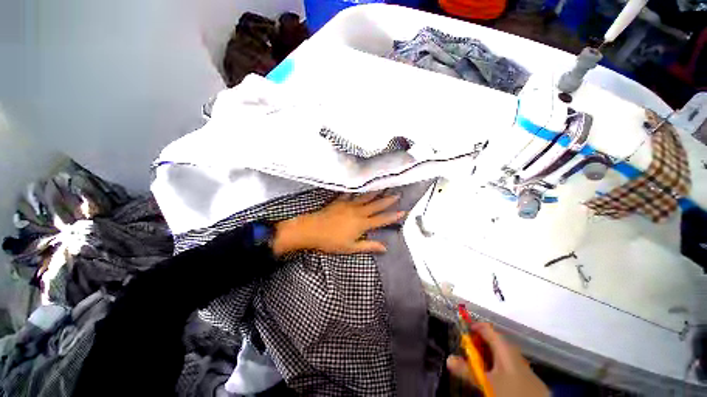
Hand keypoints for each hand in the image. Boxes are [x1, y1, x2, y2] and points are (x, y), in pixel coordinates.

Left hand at [272, 192, 405, 255]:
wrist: (313, 230)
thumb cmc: (331, 242)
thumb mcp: (351, 248)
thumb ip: (368, 246)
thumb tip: (384, 248)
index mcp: (362, 224)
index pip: (381, 219)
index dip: (393, 216)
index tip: (403, 211)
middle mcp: (358, 212)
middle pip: (376, 205)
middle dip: (387, 200)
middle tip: (397, 194)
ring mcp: (349, 204)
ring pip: (365, 197)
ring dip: (375, 192)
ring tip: (383, 185)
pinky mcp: (340, 201)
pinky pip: (350, 193)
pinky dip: (356, 189)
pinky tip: (359, 184)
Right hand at [447, 323, 549, 396]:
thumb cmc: (510, 390)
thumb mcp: (486, 382)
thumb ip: (467, 370)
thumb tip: (448, 359)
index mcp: (505, 347)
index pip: (487, 328)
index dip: (474, 326)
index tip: (462, 331)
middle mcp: (513, 352)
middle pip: (493, 341)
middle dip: (478, 343)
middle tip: (466, 351)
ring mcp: (520, 364)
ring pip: (499, 354)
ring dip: (486, 355)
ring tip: (476, 363)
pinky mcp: (524, 376)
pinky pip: (506, 364)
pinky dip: (495, 365)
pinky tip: (491, 375)